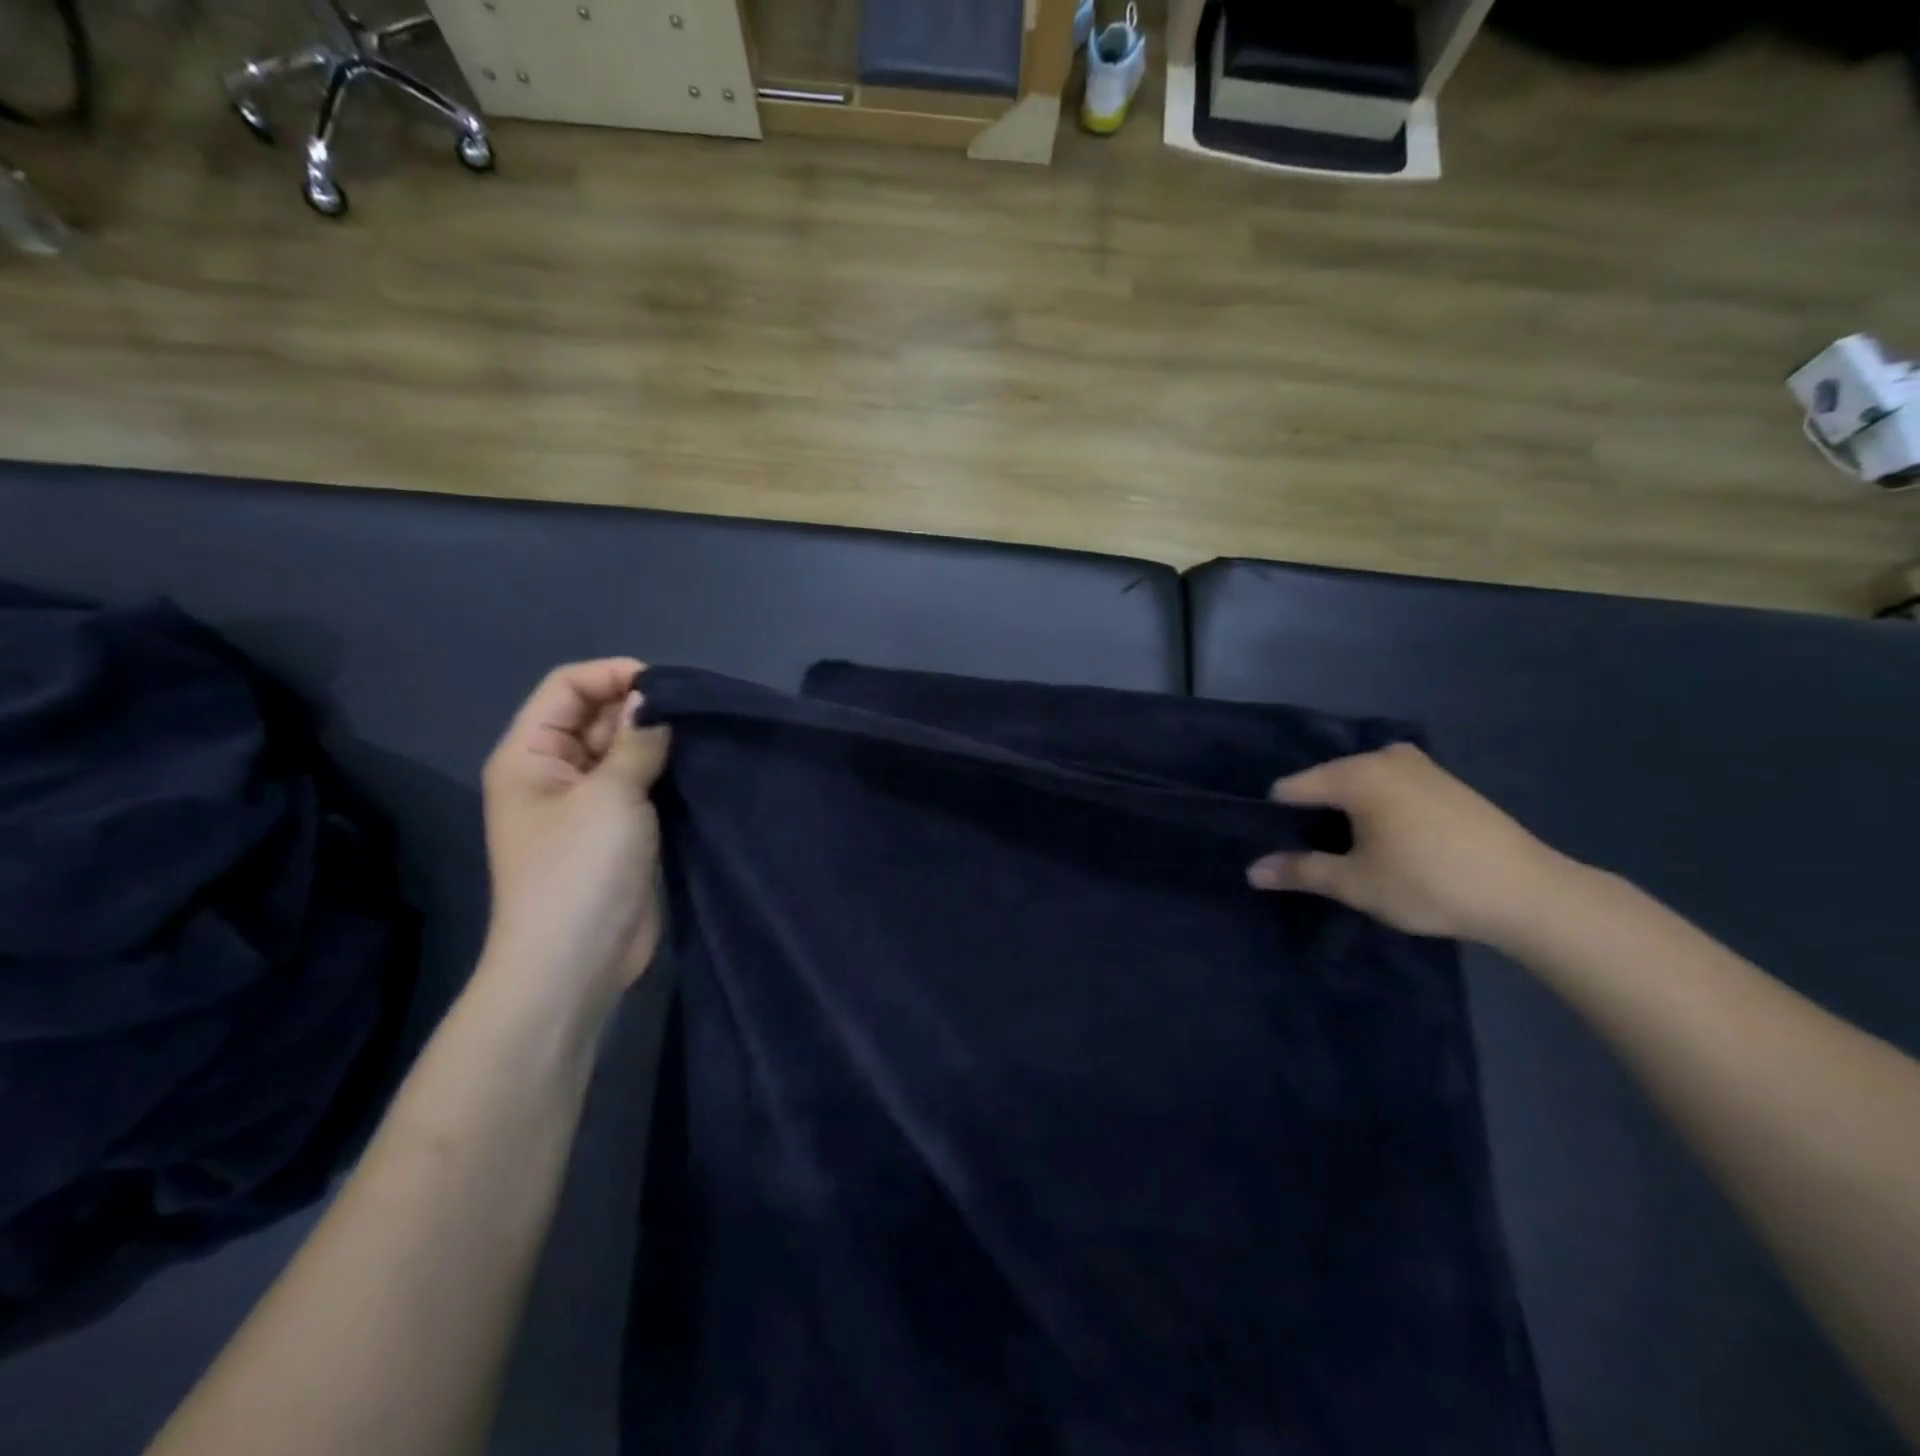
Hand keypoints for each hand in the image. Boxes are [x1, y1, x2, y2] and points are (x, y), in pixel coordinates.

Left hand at [480, 658, 670, 1008]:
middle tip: (696, 712)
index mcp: (530, 755)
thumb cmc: (580, 870)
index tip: (668, 685)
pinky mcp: (618, 830)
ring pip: (624, 750)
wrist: (577, 961)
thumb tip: (655, 703)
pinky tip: (699, 767)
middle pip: (596, 715)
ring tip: (704, 736)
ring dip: (658, 741)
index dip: (614, 674)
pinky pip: (641, 784)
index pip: (567, 687)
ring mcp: (587, 803)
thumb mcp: (610, 795)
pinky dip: (666, 772)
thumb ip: (636, 741)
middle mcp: (554, 772)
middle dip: (641, 707)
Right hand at [1246, 743, 1564, 942]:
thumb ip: (1300, 871)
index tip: (1279, 850)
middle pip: (1325, 782)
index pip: (1291, 788)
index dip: (1278, 820)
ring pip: (1359, 784)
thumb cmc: (1430, 883)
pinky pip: (1390, 786)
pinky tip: (1390, 841)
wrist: (1529, 894)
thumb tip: (1251, 871)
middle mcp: (1383, 757)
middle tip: (1315, 857)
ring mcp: (1419, 765)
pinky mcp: (1444, 781)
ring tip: (1351, 852)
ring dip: (1346, 813)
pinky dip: (1378, 808)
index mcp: (1356, 774)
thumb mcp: (1356, 883)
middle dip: (1313, 816)